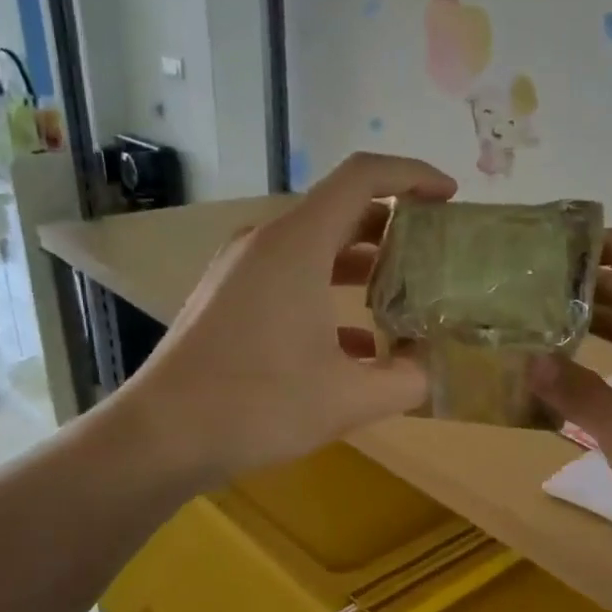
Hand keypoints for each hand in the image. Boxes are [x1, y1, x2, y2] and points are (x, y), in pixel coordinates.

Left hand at [128, 153, 457, 482]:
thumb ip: (406, 380)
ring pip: (316, 245)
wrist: (162, 436)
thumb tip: (428, 367)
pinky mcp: (229, 298)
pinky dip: (330, 292)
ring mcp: (241, 270)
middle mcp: (266, 243)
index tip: (450, 197)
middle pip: (341, 209)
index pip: (363, 179)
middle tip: (435, 250)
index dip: (413, 175)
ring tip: (405, 293)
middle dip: (394, 224)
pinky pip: (291, 277)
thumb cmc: (257, 405)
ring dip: (363, 261)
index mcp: (297, 245)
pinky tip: (359, 344)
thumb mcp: (349, 399)